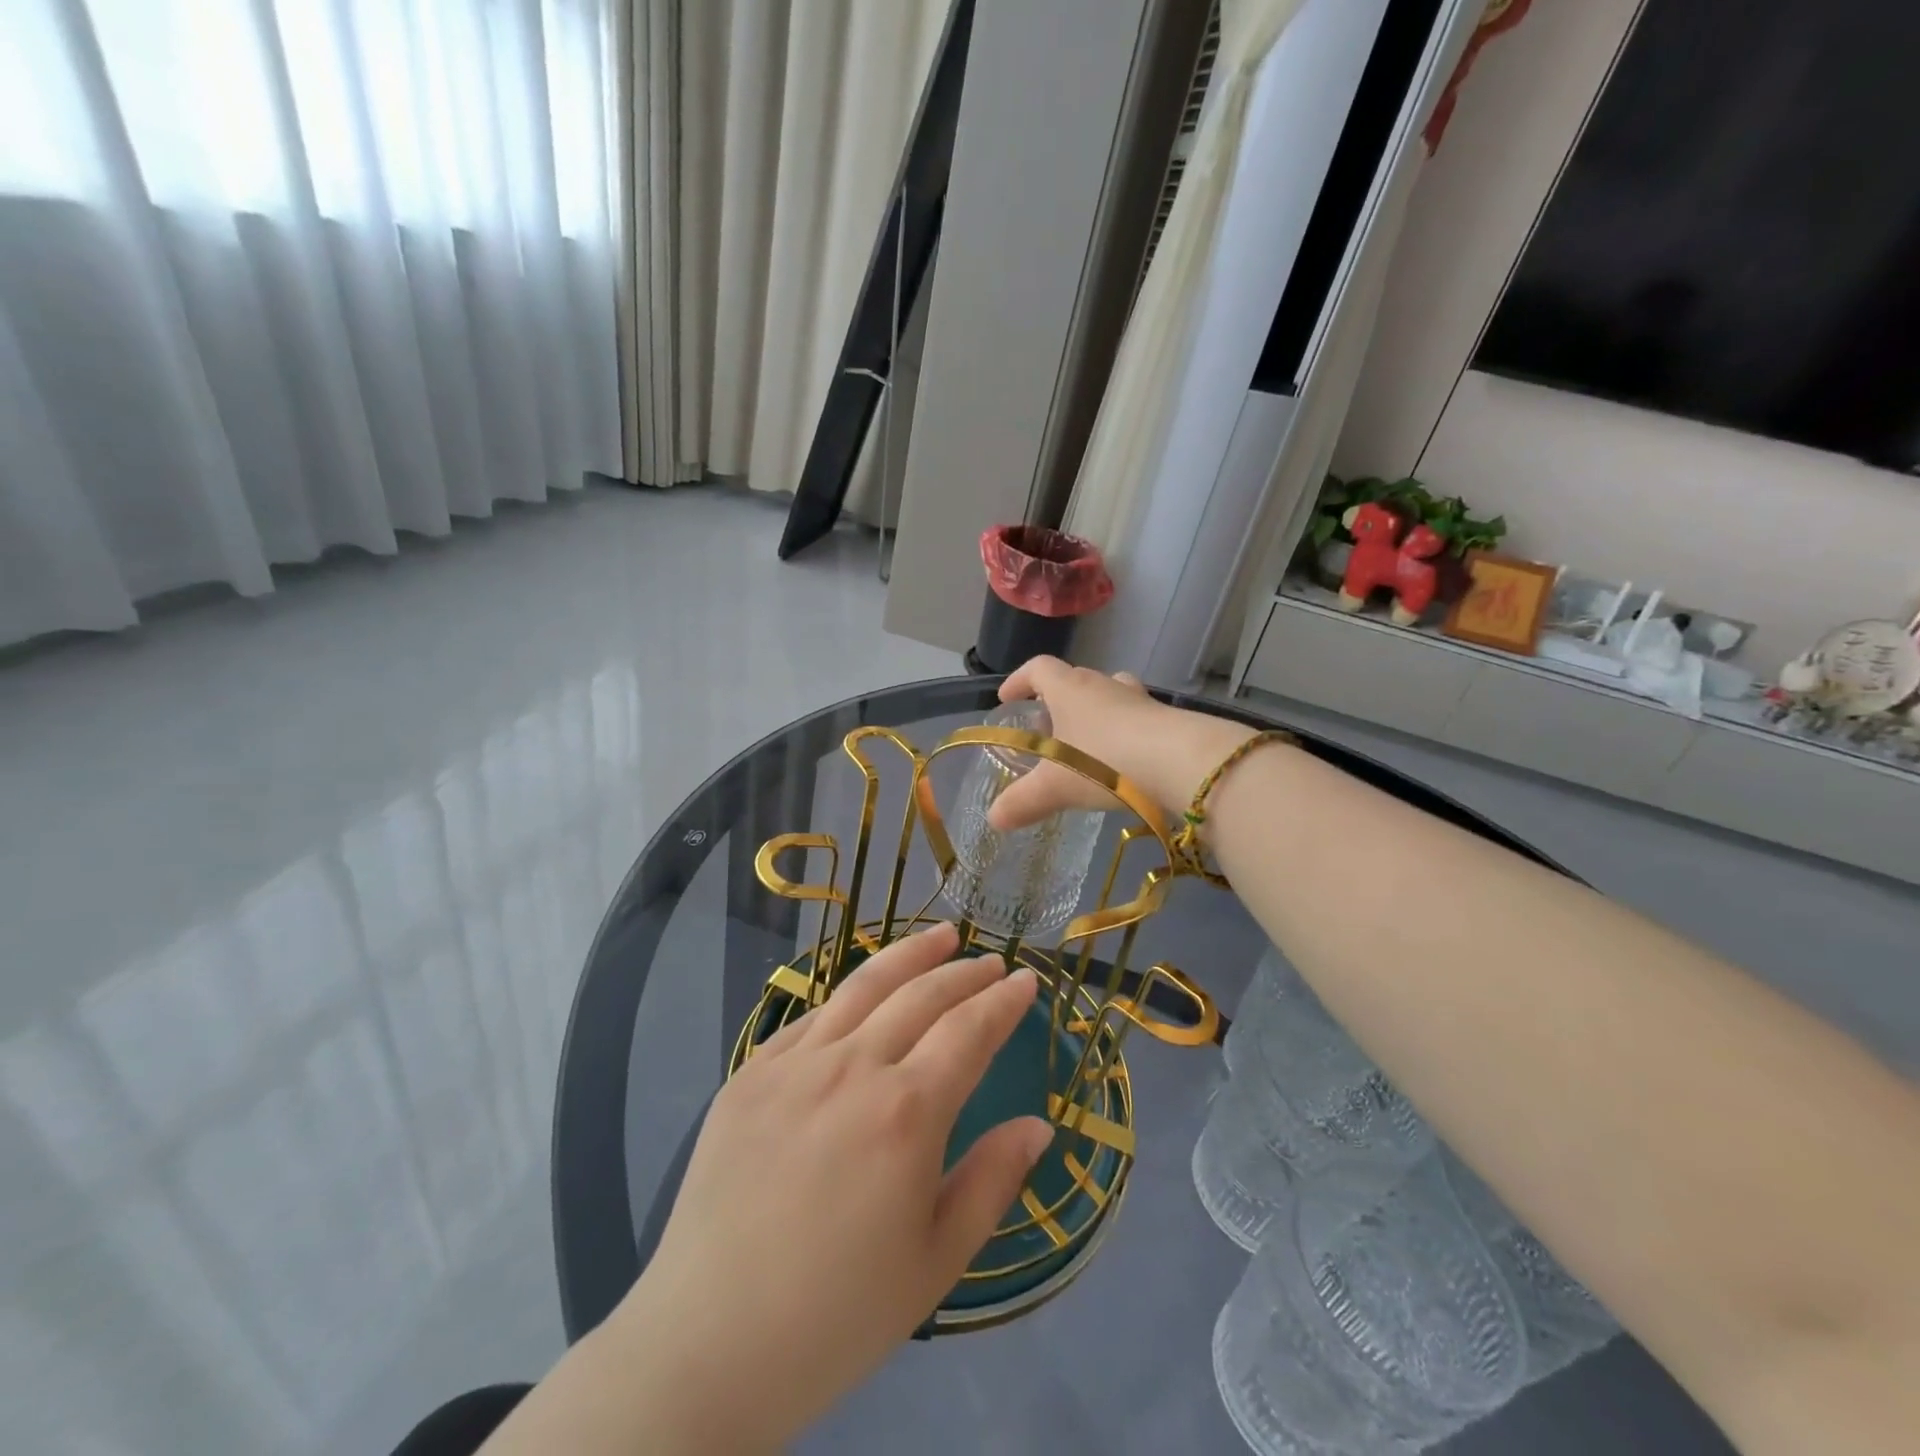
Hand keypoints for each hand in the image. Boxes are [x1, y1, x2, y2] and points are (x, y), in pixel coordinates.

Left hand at [609, 923, 1051, 1451]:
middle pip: (921, 995)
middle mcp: (853, 1067)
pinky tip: (864, 997)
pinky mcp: (751, 1073)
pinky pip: (812, 1017)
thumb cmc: (839, 1314)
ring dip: (910, 955)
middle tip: (990, 960)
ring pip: (864, 986)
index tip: (1025, 980)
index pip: (969, 1030)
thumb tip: (1039, 1125)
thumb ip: (992, 1180)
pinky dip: (850, 997)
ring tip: (940, 935)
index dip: (1002, 1001)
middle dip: (964, 971)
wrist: (710, 1343)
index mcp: (907, 1112)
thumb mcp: (937, 1262)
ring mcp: (795, 1063)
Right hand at [988, 656, 1255, 831]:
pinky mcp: (1167, 720)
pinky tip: (1123, 764)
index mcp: (1071, 689)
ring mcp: (1140, 700)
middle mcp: (1105, 685)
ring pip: (1111, 696)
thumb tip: (994, 818)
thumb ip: (1022, 802)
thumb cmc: (1106, 762)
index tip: (1006, 699)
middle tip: (1048, 728)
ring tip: (1087, 746)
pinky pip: (1138, 720)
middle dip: (1057, 701)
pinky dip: (1125, 735)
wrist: (1182, 763)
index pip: (1038, 669)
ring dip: (1096, 714)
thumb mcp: (1055, 787)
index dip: (1018, 681)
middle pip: (1076, 680)